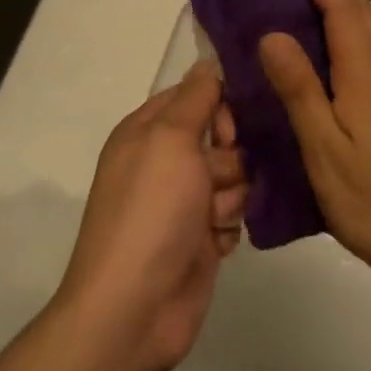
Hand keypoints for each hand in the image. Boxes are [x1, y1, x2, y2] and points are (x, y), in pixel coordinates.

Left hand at [53, 63, 246, 370]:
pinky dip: (229, 227)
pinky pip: (234, 214)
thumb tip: (208, 62)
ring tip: (212, 219)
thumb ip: (195, 97)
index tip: (232, 127)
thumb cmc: (150, 212)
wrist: (134, 308)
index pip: (197, 94)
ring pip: (236, 177)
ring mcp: (183, 202)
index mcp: (147, 130)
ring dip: (231, 197)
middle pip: (224, 136)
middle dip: (231, 157)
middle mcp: (165, 162)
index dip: (221, 105)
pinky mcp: (200, 237)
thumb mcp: (169, 139)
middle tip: (216, 178)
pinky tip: (215, 243)